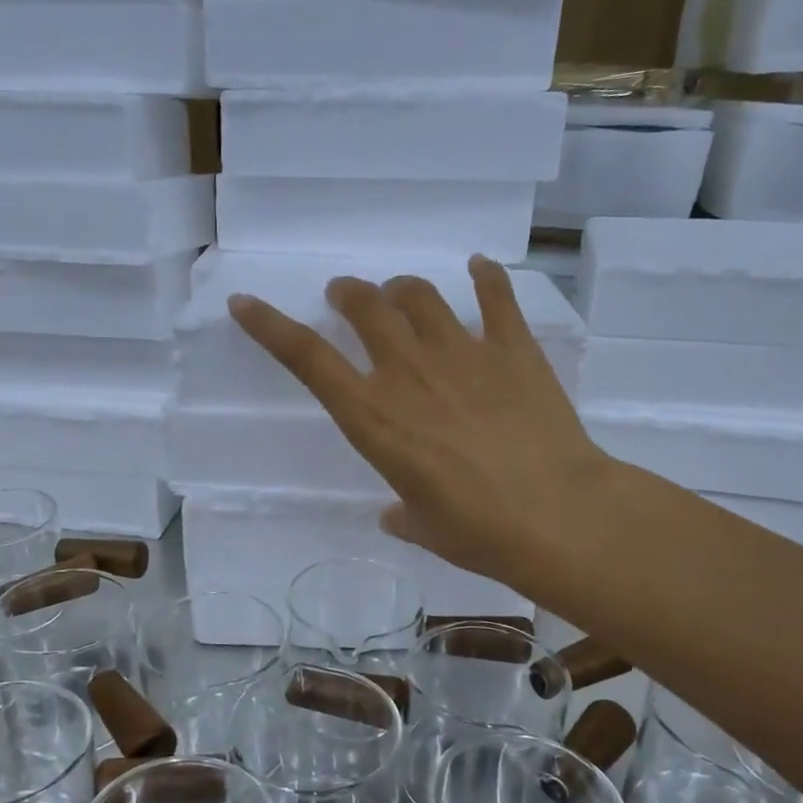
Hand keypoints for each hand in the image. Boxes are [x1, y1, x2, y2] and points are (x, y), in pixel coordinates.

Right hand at [228, 256, 627, 598]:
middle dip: (347, 293)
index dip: (269, 326)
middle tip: (345, 296)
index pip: (307, 359)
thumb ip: (402, 513)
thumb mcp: (424, 526)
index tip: (245, 303)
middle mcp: (408, 373)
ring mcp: (463, 354)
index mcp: (373, 417)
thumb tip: (396, 515)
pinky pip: (496, 297)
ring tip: (400, 293)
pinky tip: (479, 270)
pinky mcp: (513, 349)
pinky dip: (485, 278)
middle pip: (364, 306)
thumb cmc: (477, 532)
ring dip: (401, 288)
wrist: (558, 517)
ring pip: (419, 295)